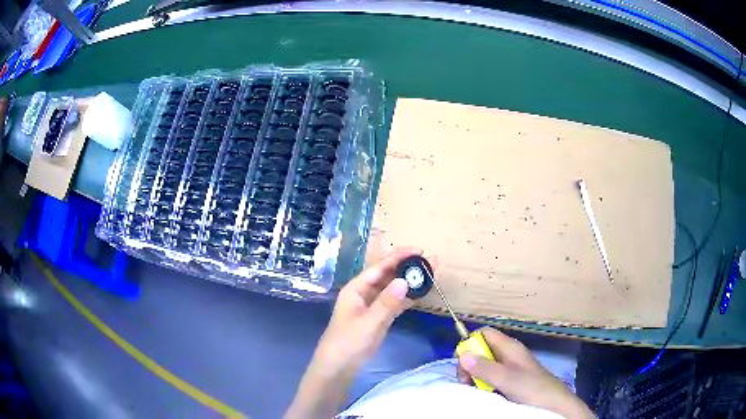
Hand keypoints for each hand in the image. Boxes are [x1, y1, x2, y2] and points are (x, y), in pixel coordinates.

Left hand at [286, 249, 418, 417]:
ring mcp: (372, 306)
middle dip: (407, 267)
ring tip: (430, 273)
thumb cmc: (348, 342)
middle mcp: (364, 293)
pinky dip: (407, 298)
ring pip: (393, 288)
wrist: (339, 367)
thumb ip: (386, 302)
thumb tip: (404, 280)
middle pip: (388, 275)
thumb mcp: (368, 322)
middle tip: (431, 261)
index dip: (399, 257)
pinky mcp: (379, 318)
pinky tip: (421, 293)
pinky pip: (395, 303)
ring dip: (409, 281)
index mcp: (356, 288)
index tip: (420, 250)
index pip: (380, 267)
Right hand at [458, 328, 592, 418]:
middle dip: (470, 363)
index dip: (470, 342)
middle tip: (467, 382)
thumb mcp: (507, 379)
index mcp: (509, 347)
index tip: (461, 362)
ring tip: (475, 390)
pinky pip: (491, 377)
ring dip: (476, 376)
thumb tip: (462, 355)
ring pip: (485, 365)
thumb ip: (485, 368)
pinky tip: (485, 393)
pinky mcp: (511, 380)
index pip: (484, 333)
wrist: (553, 403)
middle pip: (482, 350)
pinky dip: (484, 383)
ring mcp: (510, 367)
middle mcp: (508, 354)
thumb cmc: (532, 387)